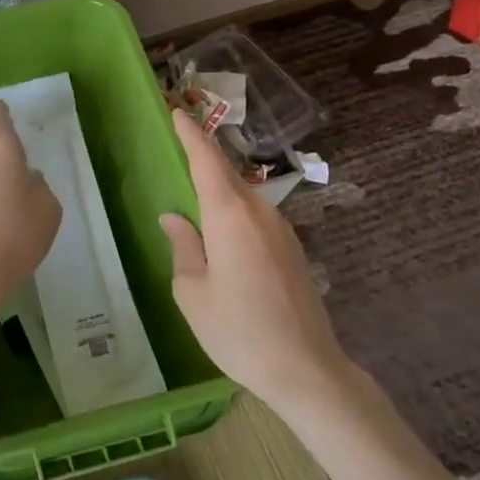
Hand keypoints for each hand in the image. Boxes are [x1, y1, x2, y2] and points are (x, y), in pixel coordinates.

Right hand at [159, 109, 350, 408]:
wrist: (305, 369)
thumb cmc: (238, 331)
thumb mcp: (193, 292)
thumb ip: (183, 247)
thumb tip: (174, 218)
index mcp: (230, 216)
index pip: (206, 161)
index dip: (190, 134)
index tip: (176, 111)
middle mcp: (259, 212)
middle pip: (226, 173)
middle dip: (203, 153)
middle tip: (178, 139)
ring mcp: (281, 230)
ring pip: (242, 194)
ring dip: (218, 183)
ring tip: (193, 183)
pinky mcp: (292, 249)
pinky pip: (255, 215)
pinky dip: (233, 208)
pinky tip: (220, 225)